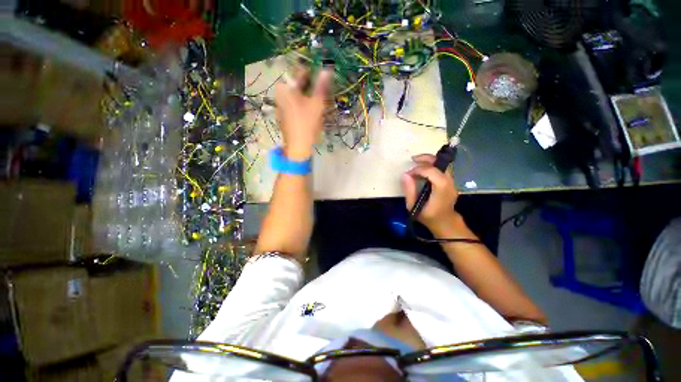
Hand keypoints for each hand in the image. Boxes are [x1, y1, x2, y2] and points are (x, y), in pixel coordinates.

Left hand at [274, 67, 332, 159]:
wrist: (297, 144)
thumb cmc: (307, 122)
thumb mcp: (317, 103)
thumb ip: (321, 85)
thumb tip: (327, 70)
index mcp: (286, 87)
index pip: (301, 72)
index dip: (314, 74)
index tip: (323, 78)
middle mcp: (281, 93)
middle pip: (299, 85)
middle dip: (312, 87)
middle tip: (322, 94)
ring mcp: (281, 104)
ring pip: (298, 95)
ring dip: (309, 96)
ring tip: (318, 104)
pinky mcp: (283, 113)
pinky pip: (295, 103)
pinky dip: (303, 104)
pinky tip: (310, 113)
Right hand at [401, 154, 461, 233]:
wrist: (445, 222)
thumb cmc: (428, 216)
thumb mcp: (413, 207)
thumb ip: (409, 190)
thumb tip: (405, 174)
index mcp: (441, 190)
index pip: (433, 172)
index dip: (419, 169)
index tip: (409, 174)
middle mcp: (449, 183)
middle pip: (441, 164)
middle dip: (427, 158)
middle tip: (413, 159)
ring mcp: (452, 182)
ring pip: (443, 164)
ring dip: (430, 160)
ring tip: (417, 162)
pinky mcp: (451, 182)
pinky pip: (442, 169)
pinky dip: (433, 165)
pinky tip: (423, 169)